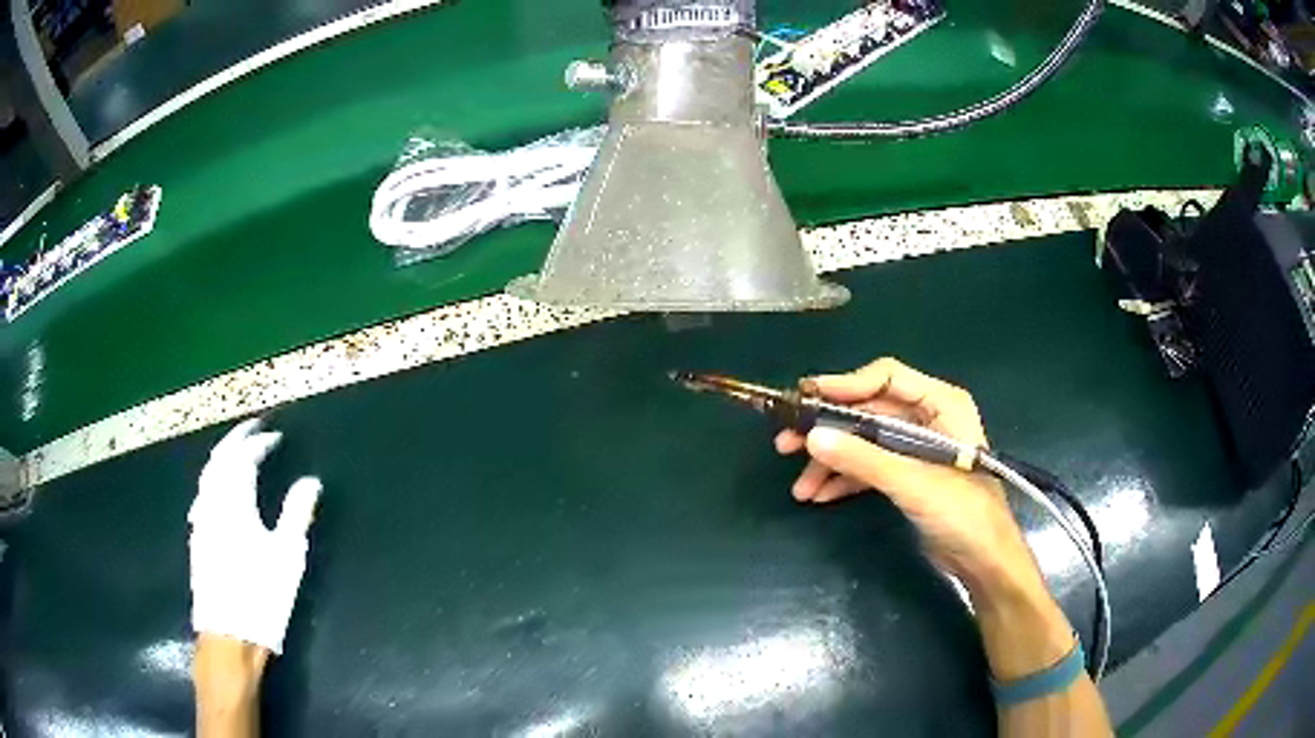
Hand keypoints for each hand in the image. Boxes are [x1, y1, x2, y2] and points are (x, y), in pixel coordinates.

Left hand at [189, 419, 320, 654]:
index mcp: (234, 502)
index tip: (275, 437)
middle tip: (252, 428)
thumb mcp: (287, 556)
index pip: (243, 459)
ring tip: (237, 452)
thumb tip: (311, 482)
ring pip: (208, 475)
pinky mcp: (197, 538)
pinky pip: (203, 493)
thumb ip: (297, 514)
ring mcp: (201, 520)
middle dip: (236, 440)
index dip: (259, 443)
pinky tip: (219, 490)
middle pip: (219, 459)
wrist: (228, 634)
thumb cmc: (261, 595)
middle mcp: (212, 503)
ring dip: (222, 457)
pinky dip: (214, 479)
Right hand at [774, 358, 1040, 592]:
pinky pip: (869, 467)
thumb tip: (811, 437)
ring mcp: (915, 448)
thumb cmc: (962, 512)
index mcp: (940, 403)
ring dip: (831, 462)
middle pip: (868, 412)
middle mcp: (926, 418)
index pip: (887, 377)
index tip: (806, 397)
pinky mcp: (907, 475)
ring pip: (863, 442)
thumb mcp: (912, 483)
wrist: (983, 559)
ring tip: (799, 486)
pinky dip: (845, 479)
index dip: (845, 384)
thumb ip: (863, 459)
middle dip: (829, 430)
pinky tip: (819, 495)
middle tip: (786, 442)